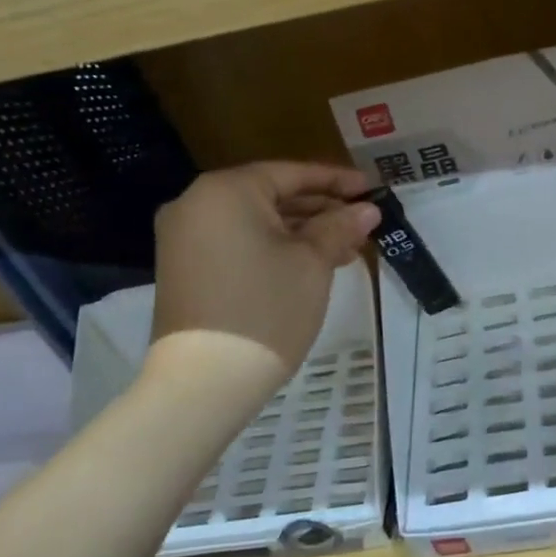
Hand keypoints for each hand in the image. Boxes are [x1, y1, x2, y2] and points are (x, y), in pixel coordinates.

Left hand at [147, 162, 378, 415]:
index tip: (371, 188)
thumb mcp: (312, 263)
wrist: (203, 382)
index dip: (336, 181)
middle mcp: (197, 204)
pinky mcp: (184, 269)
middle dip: (320, 210)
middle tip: (362, 223)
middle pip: (271, 196)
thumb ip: (339, 227)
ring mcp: (184, 238)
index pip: (291, 173)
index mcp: (226, 190)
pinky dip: (273, 248)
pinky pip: (237, 243)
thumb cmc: (265, 309)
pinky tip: (310, 264)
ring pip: (255, 222)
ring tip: (345, 248)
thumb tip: (366, 210)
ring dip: (300, 232)